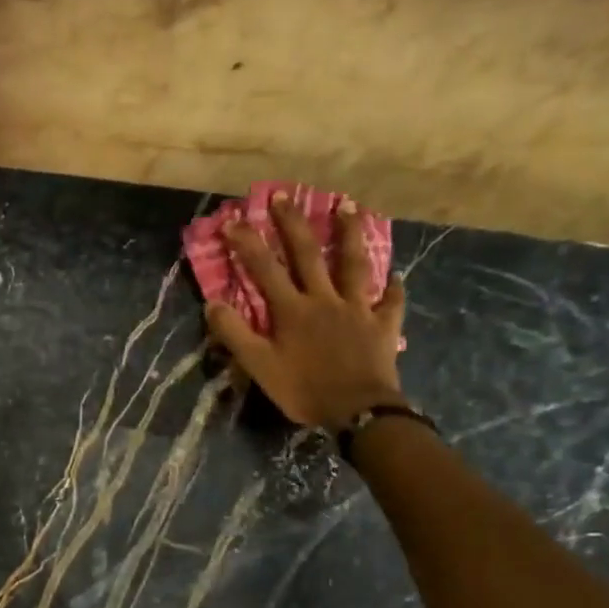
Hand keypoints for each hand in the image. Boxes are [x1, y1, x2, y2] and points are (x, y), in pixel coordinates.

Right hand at [206, 201, 408, 430]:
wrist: (357, 411)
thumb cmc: (304, 390)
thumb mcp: (259, 367)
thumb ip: (235, 334)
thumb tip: (212, 303)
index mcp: (292, 310)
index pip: (264, 269)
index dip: (247, 243)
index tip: (233, 219)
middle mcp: (324, 300)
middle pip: (308, 254)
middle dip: (294, 224)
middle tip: (285, 196)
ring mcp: (358, 309)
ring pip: (354, 265)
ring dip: (350, 235)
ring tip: (349, 207)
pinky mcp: (382, 326)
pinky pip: (391, 302)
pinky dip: (393, 288)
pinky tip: (396, 275)